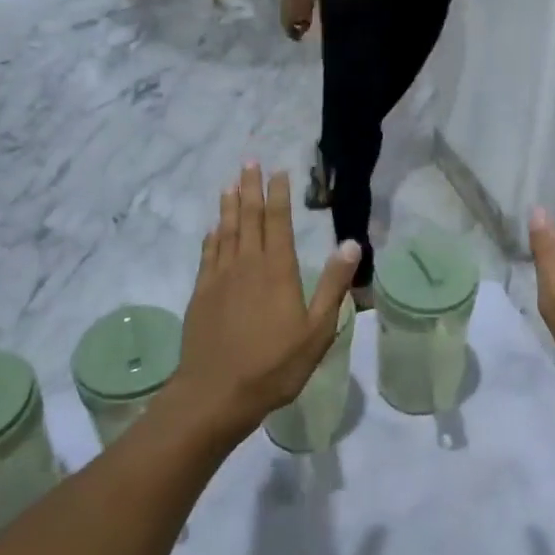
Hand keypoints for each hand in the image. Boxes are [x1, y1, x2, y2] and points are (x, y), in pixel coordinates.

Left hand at [173, 163, 359, 435]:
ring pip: (226, 231)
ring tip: (230, 183)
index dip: (279, 195)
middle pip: (249, 218)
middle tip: (249, 162)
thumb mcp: (317, 330)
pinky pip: (208, 254)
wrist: (216, 393)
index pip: (279, 222)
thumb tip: (352, 243)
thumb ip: (333, 285)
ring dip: (229, 205)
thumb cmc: (274, 365)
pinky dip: (212, 236)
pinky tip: (213, 228)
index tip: (279, 171)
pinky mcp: (202, 293)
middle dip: (250, 188)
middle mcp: (247, 264)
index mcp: (278, 270)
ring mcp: (220, 277)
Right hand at [281, 0, 313, 39]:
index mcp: (286, 23)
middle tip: (299, 31)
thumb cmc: (304, 3)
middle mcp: (281, 18)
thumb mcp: (307, 18)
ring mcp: (280, 9)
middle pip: (286, 27)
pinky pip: (286, 13)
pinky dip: (290, 15)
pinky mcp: (282, 2)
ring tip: (298, 22)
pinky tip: (296, 14)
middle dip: (292, 30)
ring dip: (291, 22)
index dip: (296, 37)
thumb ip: (304, 27)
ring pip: (285, 19)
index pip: (290, 34)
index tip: (301, 38)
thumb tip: (301, 32)